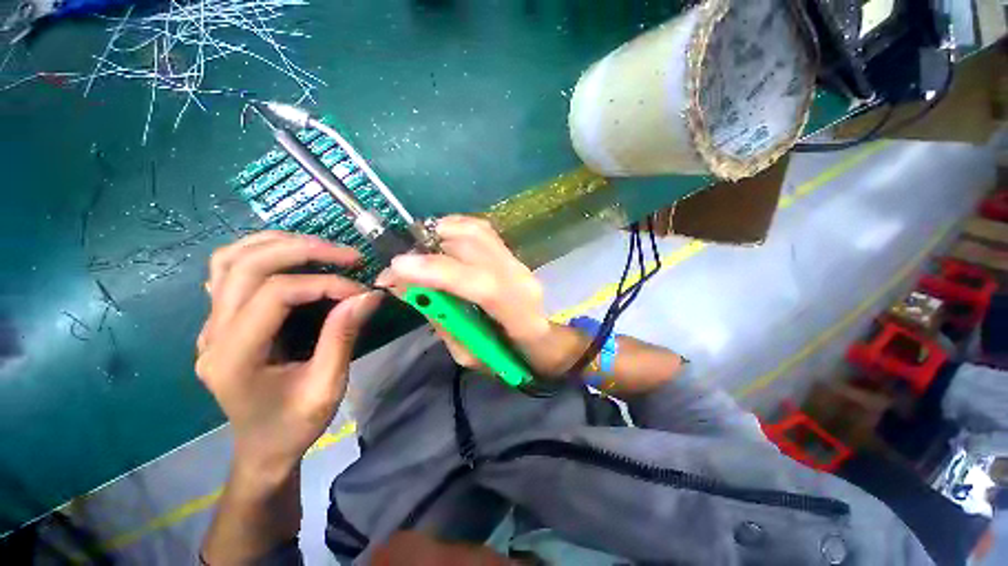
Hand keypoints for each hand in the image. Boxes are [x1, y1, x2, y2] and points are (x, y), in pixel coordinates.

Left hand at [196, 231, 381, 474]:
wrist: (262, 448)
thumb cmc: (294, 426)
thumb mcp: (327, 387)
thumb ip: (343, 337)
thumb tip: (368, 295)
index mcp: (234, 357)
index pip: (275, 294)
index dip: (325, 284)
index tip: (361, 292)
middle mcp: (212, 334)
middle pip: (246, 266)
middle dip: (303, 250)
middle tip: (348, 255)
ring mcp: (210, 325)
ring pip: (230, 260)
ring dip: (278, 244)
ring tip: (321, 247)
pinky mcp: (220, 322)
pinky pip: (229, 272)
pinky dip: (261, 254)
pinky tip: (290, 258)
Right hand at [377, 215, 567, 375]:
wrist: (542, 340)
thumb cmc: (508, 358)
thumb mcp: (471, 356)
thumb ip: (442, 321)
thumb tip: (409, 288)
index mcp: (520, 315)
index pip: (484, 285)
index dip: (440, 271)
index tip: (397, 268)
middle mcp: (521, 279)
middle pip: (476, 246)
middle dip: (428, 249)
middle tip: (399, 266)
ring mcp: (518, 262)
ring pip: (476, 232)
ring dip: (438, 235)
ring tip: (416, 253)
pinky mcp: (511, 253)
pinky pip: (479, 230)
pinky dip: (453, 228)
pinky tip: (437, 240)